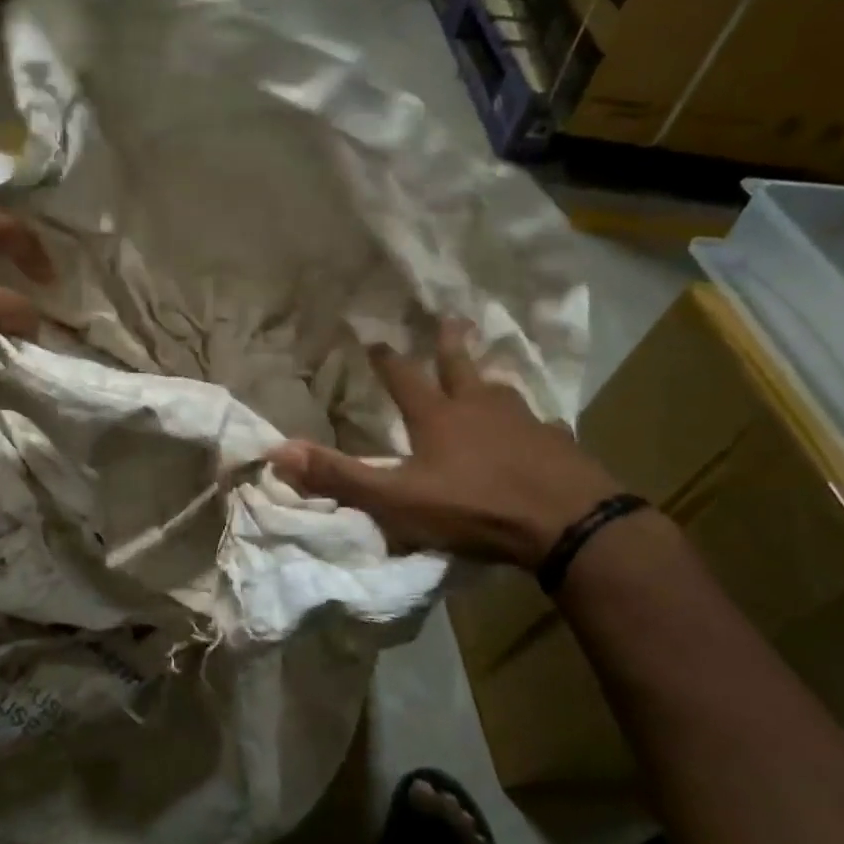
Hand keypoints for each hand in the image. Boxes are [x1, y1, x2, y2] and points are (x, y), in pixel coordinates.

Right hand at [269, 320, 620, 568]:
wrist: (567, 524)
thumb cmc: (474, 507)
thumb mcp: (395, 499)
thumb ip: (339, 476)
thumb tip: (277, 451)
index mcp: (438, 418)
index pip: (403, 378)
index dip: (386, 360)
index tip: (374, 338)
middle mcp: (480, 409)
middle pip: (460, 367)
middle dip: (449, 344)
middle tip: (449, 319)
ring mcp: (525, 423)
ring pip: (502, 392)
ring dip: (488, 380)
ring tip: (487, 376)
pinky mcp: (558, 445)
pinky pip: (541, 426)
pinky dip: (532, 424)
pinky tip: (539, 429)